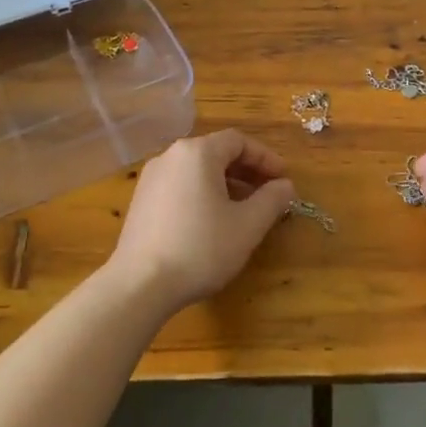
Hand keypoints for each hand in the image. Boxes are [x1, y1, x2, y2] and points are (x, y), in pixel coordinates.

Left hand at [107, 129, 296, 315]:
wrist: (139, 285)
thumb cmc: (201, 248)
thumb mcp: (247, 225)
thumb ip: (272, 200)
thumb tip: (285, 186)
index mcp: (198, 152)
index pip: (239, 141)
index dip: (265, 158)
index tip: (283, 179)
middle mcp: (171, 155)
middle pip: (216, 152)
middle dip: (246, 171)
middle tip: (268, 193)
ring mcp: (151, 178)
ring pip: (197, 170)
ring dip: (225, 183)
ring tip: (243, 210)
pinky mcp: (141, 200)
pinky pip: (180, 185)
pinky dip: (202, 193)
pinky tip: (212, 222)